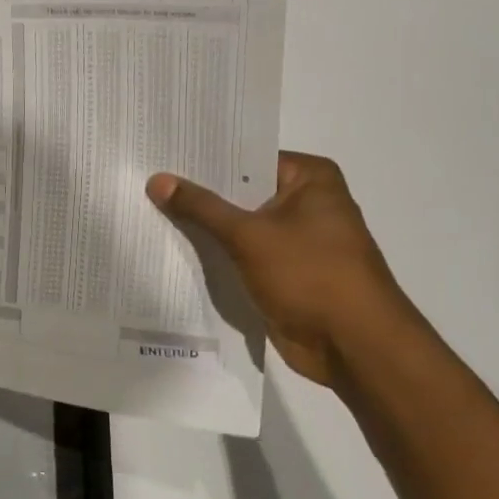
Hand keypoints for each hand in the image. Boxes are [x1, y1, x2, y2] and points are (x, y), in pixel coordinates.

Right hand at [146, 152, 412, 386]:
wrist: (353, 346)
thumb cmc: (311, 275)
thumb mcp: (248, 235)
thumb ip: (200, 207)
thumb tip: (157, 179)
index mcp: (310, 179)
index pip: (245, 155)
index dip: (203, 157)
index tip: (161, 152)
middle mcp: (305, 202)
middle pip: (239, 189)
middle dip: (197, 191)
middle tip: (145, 180)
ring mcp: (294, 238)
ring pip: (236, 223)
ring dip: (202, 224)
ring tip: (148, 209)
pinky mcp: (281, 270)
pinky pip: (239, 252)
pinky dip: (214, 251)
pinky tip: (172, 246)